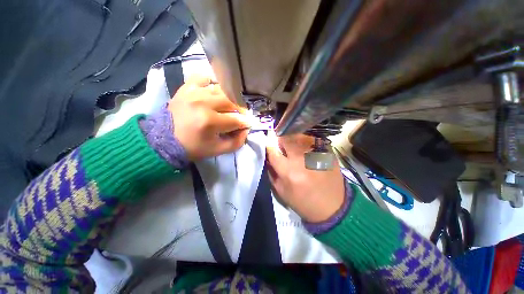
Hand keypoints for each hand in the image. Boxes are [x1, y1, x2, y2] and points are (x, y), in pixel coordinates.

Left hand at [168, 75, 250, 159]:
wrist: (164, 140)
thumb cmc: (193, 147)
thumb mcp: (218, 150)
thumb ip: (237, 142)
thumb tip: (246, 129)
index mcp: (210, 122)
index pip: (237, 120)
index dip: (246, 123)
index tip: (248, 124)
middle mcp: (203, 103)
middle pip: (232, 102)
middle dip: (240, 110)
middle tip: (240, 116)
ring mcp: (194, 92)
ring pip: (222, 90)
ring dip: (230, 99)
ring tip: (230, 106)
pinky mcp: (187, 88)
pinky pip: (204, 77)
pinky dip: (212, 83)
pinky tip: (215, 92)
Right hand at [266, 133, 344, 222]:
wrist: (333, 207)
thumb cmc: (304, 202)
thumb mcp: (282, 192)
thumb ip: (272, 173)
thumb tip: (268, 157)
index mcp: (289, 172)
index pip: (273, 151)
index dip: (269, 146)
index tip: (268, 144)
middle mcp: (302, 160)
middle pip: (287, 139)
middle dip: (281, 140)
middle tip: (282, 145)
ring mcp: (317, 154)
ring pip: (300, 137)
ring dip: (294, 140)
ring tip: (295, 148)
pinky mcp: (328, 152)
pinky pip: (313, 140)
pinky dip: (307, 142)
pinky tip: (308, 150)